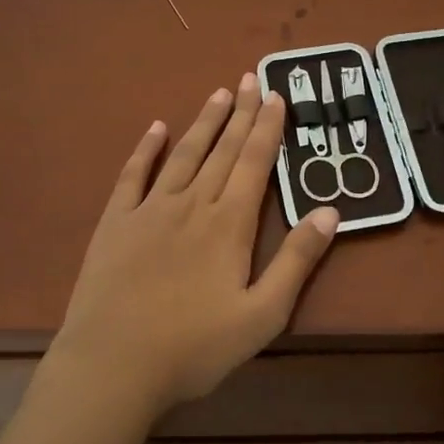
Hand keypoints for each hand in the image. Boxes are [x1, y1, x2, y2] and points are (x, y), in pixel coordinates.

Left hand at [46, 74, 339, 414]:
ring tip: (218, 94)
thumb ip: (297, 261)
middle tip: (250, 77)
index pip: (255, 163)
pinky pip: (132, 175)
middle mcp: (192, 204)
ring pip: (184, 155)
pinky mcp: (115, 223)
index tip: (276, 95)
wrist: (113, 365)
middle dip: (241, 113)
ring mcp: (149, 210)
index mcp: (229, 225)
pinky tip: (156, 128)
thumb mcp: (262, 315)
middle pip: (223, 150)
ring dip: (203, 123)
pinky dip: (146, 149)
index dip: (268, 127)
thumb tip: (330, 211)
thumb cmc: (194, 348)